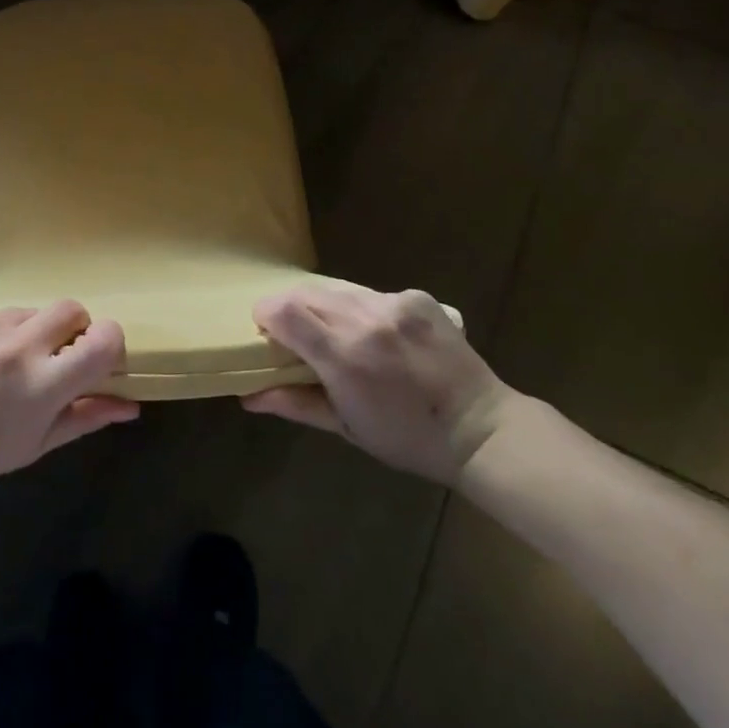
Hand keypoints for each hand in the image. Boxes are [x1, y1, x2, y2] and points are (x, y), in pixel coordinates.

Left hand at [0, 302, 137, 494]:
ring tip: (8, 364)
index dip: (109, 343)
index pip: (103, 340)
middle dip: (73, 329)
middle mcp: (20, 346)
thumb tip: (131, 405)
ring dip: (33, 332)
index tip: (98, 357)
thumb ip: (87, 417)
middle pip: (72, 309)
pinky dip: (0, 332)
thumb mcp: (38, 443)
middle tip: (55, 357)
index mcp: (44, 384)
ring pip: (33, 311)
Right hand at [243, 285, 516, 484]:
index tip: (266, 332)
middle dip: (290, 309)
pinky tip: (376, 333)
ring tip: (336, 334)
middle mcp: (366, 319)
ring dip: (324, 307)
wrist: (481, 428)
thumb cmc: (407, 438)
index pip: (283, 311)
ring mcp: (395, 304)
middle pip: (304, 292)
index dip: (265, 315)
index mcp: (344, 356)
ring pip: (336, 288)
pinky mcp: (417, 297)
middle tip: (296, 335)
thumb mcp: (346, 427)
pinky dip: (359, 308)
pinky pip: (369, 293)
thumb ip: (294, 403)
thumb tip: (247, 397)